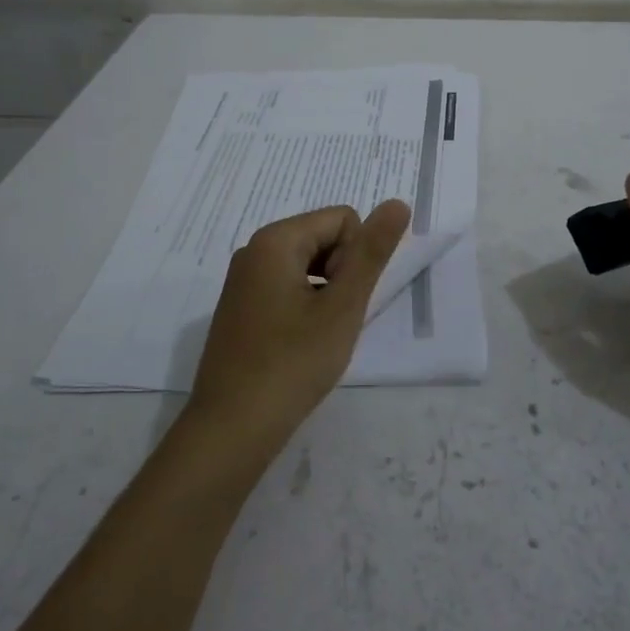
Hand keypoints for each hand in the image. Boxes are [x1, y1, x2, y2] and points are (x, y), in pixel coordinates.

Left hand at [187, 201, 411, 457]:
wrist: (232, 428)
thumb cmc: (293, 363)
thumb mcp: (343, 307)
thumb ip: (372, 252)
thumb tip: (397, 202)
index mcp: (275, 240)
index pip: (343, 219)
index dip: (356, 258)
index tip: (341, 301)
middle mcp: (254, 250)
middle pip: (323, 238)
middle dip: (340, 273)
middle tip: (331, 322)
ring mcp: (243, 281)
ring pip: (308, 265)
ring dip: (325, 294)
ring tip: (317, 337)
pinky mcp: (241, 308)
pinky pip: (287, 287)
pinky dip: (304, 308)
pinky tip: (299, 345)